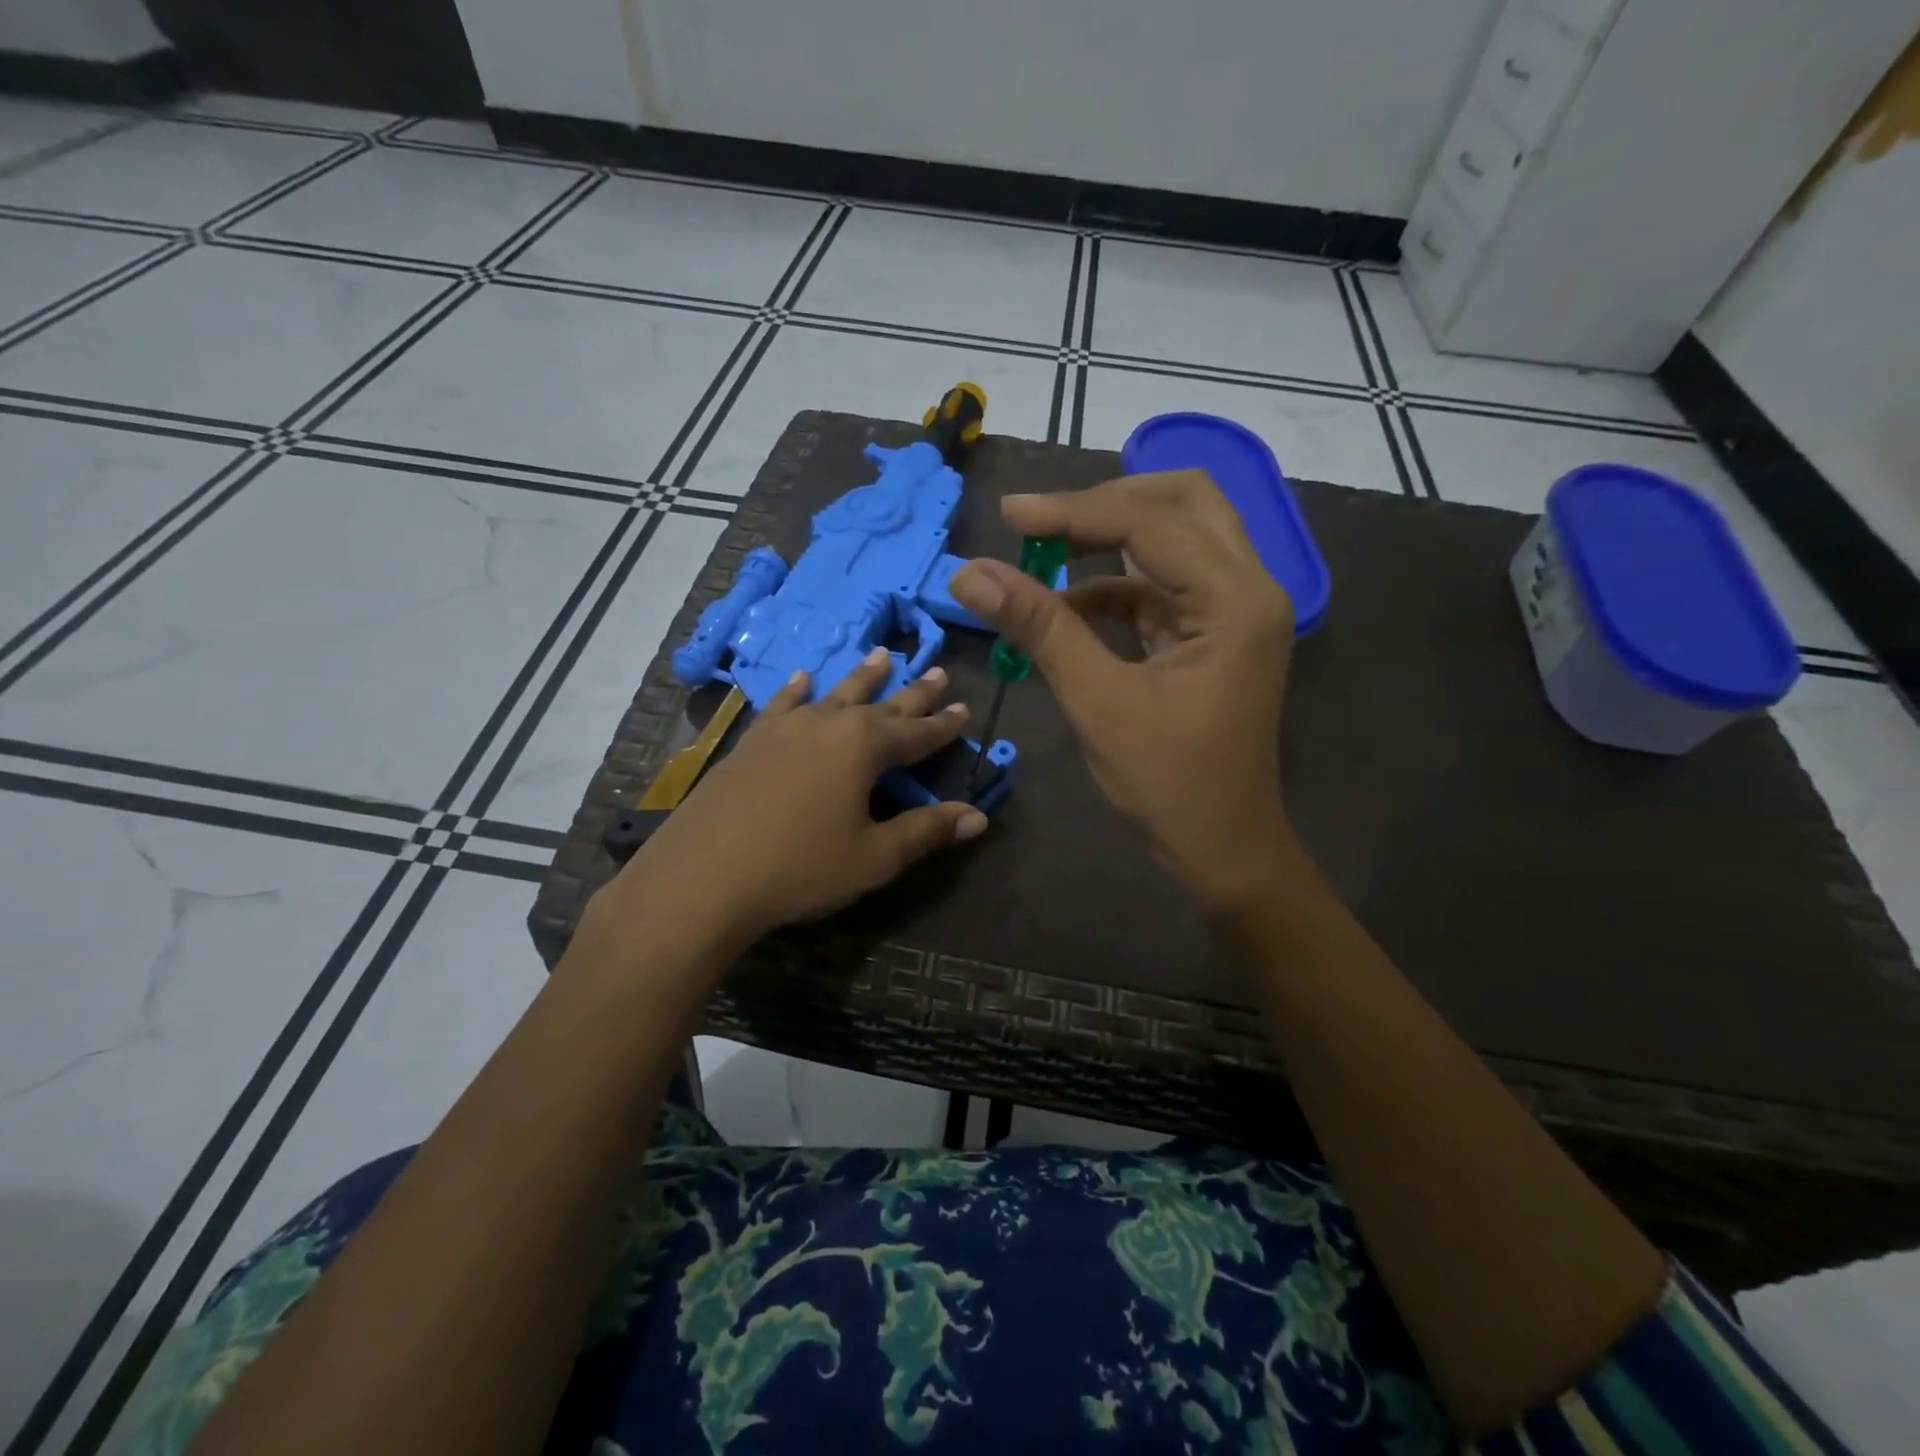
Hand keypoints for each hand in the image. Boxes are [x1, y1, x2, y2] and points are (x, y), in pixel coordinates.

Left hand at [609, 649, 987, 945]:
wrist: (704, 875)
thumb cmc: (800, 867)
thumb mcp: (874, 856)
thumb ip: (926, 831)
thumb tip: (978, 816)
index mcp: (865, 748)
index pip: (918, 733)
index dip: (944, 725)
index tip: (966, 707)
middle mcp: (829, 724)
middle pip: (882, 704)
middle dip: (914, 692)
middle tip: (938, 671)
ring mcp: (787, 728)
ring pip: (836, 694)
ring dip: (863, 677)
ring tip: (882, 654)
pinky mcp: (753, 740)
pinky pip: (783, 704)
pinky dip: (797, 690)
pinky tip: (803, 678)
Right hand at [950, 470, 1294, 907]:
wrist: (1221, 847)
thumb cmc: (1168, 782)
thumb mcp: (1097, 701)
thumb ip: (1039, 628)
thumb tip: (970, 574)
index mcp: (1235, 600)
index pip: (1149, 524)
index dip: (1072, 513)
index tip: (1008, 516)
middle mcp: (1249, 588)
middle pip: (1183, 502)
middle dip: (1108, 503)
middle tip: (1043, 522)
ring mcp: (1236, 609)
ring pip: (1177, 534)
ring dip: (1111, 538)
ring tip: (1043, 553)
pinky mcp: (1215, 631)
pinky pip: (1163, 583)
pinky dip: (1114, 585)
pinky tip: (1065, 606)